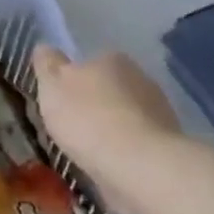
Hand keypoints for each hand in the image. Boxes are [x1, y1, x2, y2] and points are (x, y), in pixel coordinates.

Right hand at [32, 46, 185, 213]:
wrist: (138, 166)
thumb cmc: (88, 118)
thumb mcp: (52, 85)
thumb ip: (47, 65)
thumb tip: (44, 48)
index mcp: (111, 59)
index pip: (89, 63)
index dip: (72, 81)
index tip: (60, 101)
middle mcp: (140, 79)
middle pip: (109, 89)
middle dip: (94, 104)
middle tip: (72, 126)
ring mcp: (159, 112)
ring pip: (125, 116)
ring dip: (111, 129)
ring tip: (89, 151)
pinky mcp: (168, 145)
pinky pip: (137, 143)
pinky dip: (124, 151)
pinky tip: (110, 165)